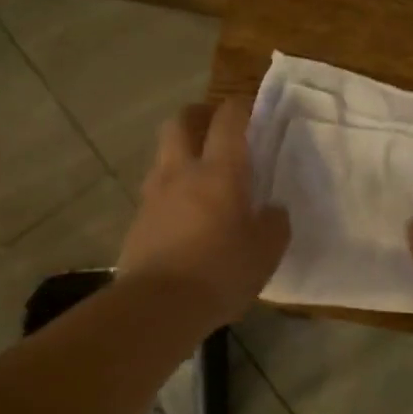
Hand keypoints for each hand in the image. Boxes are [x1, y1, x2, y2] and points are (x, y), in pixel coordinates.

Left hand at [117, 99, 289, 326]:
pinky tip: (184, 212)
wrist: (158, 306)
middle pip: (181, 122)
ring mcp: (154, 195)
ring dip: (181, 151)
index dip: (240, 107)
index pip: (228, 120)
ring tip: (200, 173)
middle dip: (199, 116)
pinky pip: (155, 189)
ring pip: (163, 154)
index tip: (251, 108)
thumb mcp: (266, 252)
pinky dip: (170, 188)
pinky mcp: (138, 220)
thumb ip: (274, 224)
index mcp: (220, 173)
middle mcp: (182, 172)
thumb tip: (272, 210)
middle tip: (215, 127)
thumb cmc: (221, 273)